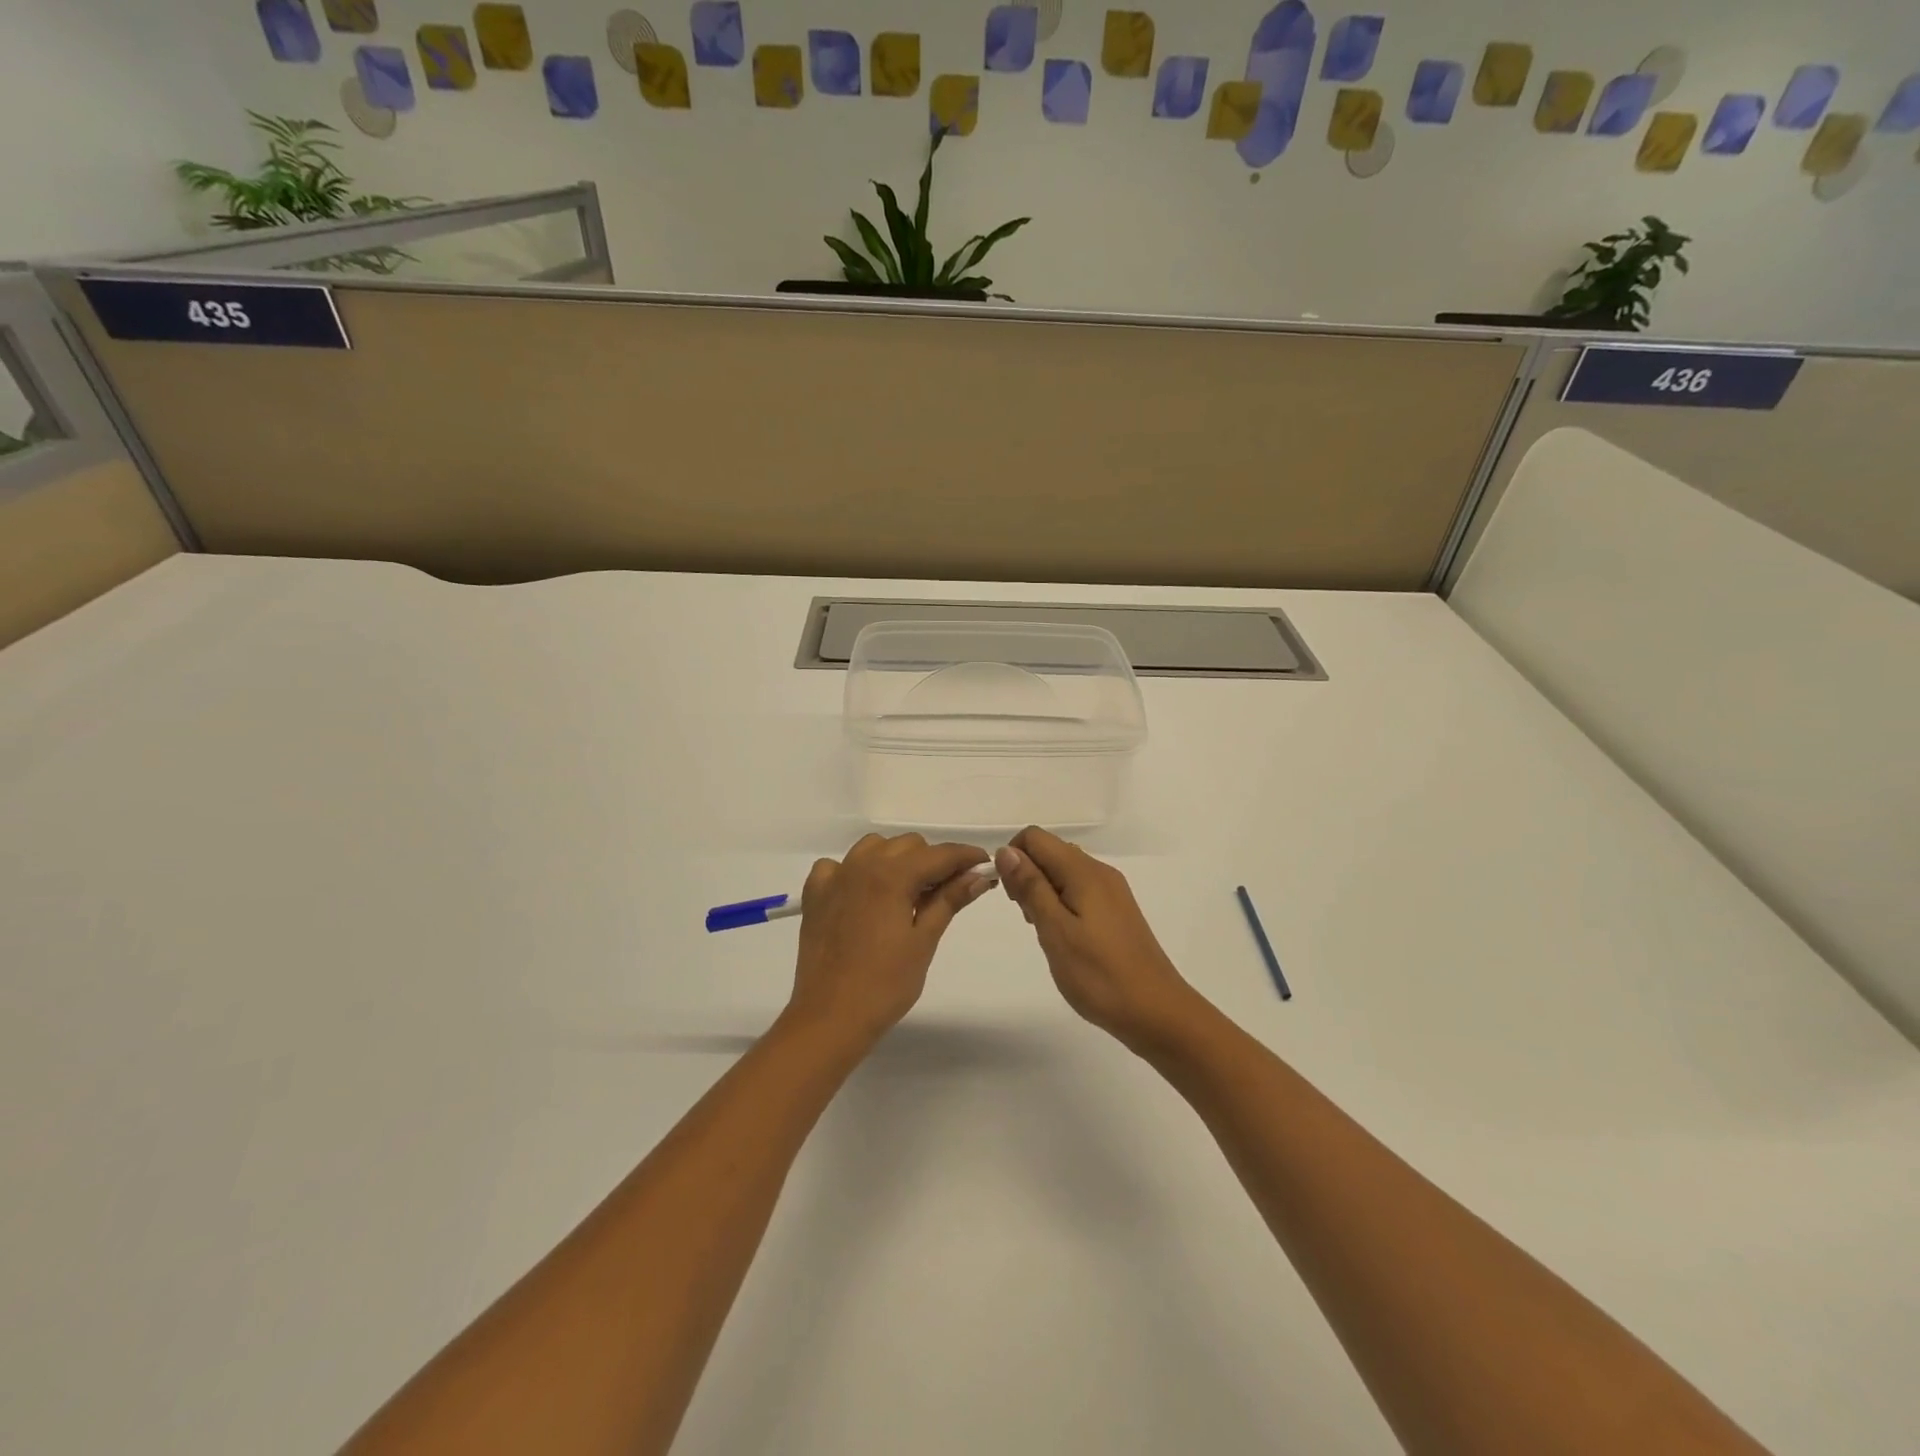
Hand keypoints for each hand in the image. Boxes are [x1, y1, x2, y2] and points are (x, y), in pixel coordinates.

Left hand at [786, 833, 993, 1046]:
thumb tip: (978, 876)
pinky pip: (838, 866)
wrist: (829, 1018)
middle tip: (948, 890)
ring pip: (873, 847)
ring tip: (907, 892)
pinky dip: (855, 872)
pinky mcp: (815, 895)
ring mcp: (834, 878)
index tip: (985, 866)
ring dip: (895, 860)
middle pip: (908, 845)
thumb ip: (949, 900)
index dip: (966, 857)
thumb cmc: (885, 985)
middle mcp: (861, 865)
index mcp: (892, 875)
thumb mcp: (924, 941)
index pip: (939, 854)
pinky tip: (863, 896)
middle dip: (932, 861)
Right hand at [996, 827, 1204, 1052]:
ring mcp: (1112, 892)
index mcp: (1084, 871)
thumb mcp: (1055, 930)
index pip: (1035, 837)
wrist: (1156, 1012)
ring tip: (1045, 932)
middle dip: (1027, 876)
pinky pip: (1079, 891)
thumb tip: (1006, 850)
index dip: (1013, 859)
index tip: (1011, 897)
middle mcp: (1100, 872)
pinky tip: (1064, 938)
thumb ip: (1030, 886)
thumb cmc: (1099, 974)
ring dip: (1042, 892)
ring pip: (1063, 873)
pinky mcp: (1117, 911)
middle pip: (1050, 852)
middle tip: (1029, 920)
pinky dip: (1061, 904)